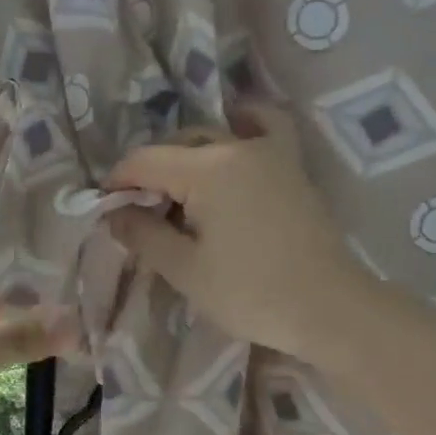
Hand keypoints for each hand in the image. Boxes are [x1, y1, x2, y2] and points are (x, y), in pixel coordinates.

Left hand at [0, 241, 75, 434]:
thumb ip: (24, 335)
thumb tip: (79, 324)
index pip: (5, 241)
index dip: (42, 244)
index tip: (83, 251)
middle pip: (0, 273)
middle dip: (38, 283)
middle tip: (88, 288)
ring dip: (18, 311)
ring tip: (68, 317)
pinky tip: (24, 347)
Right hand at [104, 105, 367, 361]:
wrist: (330, 309)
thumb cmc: (252, 293)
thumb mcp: (185, 270)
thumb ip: (143, 235)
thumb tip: (114, 213)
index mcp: (207, 169)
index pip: (144, 161)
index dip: (117, 182)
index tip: (105, 209)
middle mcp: (238, 147)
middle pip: (176, 145)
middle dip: (149, 174)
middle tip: (140, 213)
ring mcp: (270, 152)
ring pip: (213, 137)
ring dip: (185, 157)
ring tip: (177, 193)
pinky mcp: (291, 166)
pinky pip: (262, 128)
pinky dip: (243, 125)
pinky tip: (233, 135)